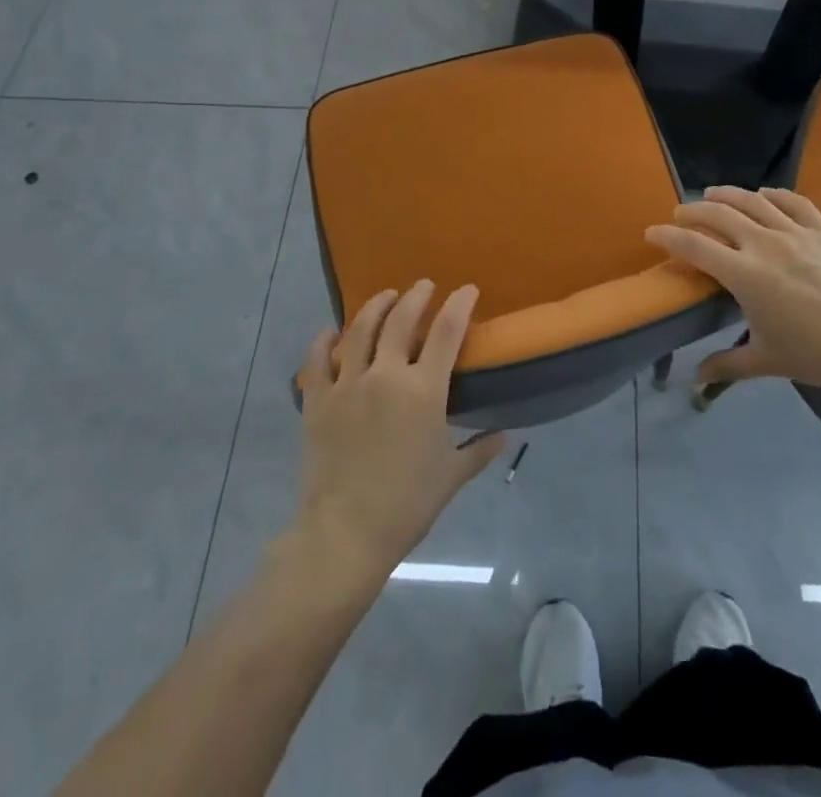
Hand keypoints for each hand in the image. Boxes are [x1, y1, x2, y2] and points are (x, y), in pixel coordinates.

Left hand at [293, 281, 504, 581]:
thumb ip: (478, 450)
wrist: (345, 533)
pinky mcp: (317, 400)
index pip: (447, 331)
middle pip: (401, 319)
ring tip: (386, 296)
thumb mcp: (451, 476)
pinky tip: (332, 332)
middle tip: (424, 285)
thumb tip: (503, 434)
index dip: (459, 304)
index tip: (468, 289)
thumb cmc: (406, 505)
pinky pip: (318, 359)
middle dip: (416, 296)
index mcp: (424, 391)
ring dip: (376, 306)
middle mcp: (386, 375)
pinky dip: (325, 340)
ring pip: (360, 329)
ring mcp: (348, 384)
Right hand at [645, 186, 820, 392]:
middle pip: (718, 214)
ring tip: (712, 194)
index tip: (651, 232)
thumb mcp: (769, 361)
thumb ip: (728, 364)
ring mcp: (795, 231)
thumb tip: (697, 377)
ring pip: (753, 200)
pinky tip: (764, 194)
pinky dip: (773, 194)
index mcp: (744, 274)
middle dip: (693, 210)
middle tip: (680, 213)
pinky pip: (794, 201)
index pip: (694, 246)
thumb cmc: (819, 354)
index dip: (668, 236)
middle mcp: (763, 243)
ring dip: (727, 194)